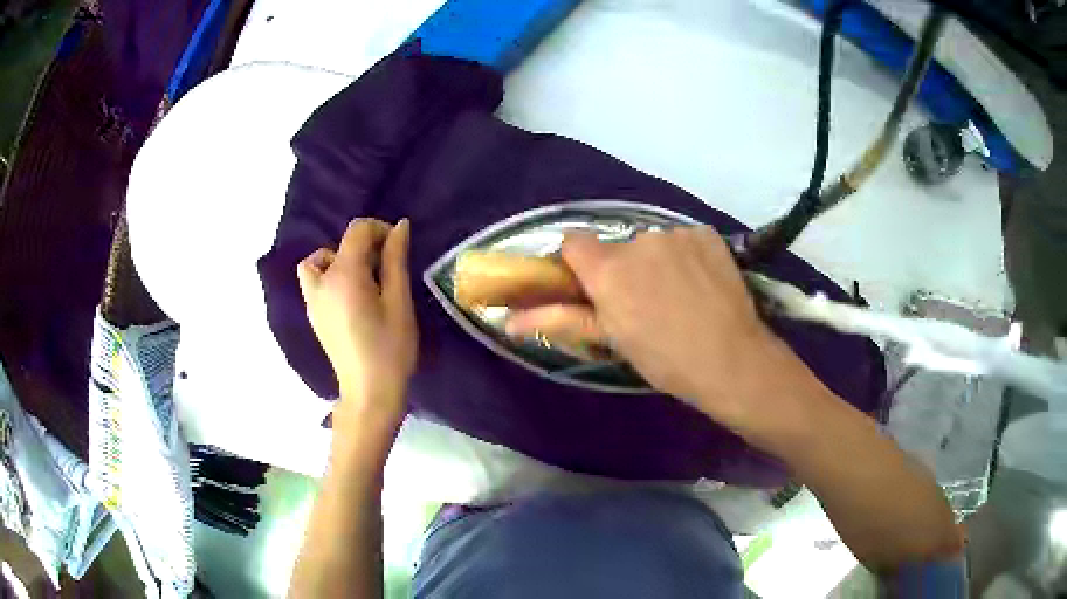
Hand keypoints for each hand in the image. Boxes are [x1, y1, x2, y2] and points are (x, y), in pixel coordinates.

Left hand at [297, 218, 416, 423]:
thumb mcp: (399, 302)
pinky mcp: (313, 315)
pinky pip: (315, 281)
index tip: (398, 248)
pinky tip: (352, 299)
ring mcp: (313, 300)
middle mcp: (322, 282)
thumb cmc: (390, 349)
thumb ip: (396, 260)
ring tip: (363, 282)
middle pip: (340, 245)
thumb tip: (399, 226)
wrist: (369, 393)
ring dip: (340, 260)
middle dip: (365, 248)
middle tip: (388, 273)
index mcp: (344, 275)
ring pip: (319, 261)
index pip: (357, 231)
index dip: (379, 230)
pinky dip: (330, 277)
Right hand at [507, 226, 810, 429]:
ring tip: (678, 296)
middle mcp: (637, 240)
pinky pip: (683, 239)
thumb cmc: (664, 359)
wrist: (731, 359)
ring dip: (656, 261)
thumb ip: (558, 320)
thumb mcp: (611, 340)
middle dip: (622, 268)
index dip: (578, 264)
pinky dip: (686, 256)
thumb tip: (507, 320)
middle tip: (642, 304)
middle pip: (616, 246)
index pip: (572, 243)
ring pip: (652, 243)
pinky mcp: (705, 233)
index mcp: (607, 268)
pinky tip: (700, 283)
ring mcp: (675, 233)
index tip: (592, 289)